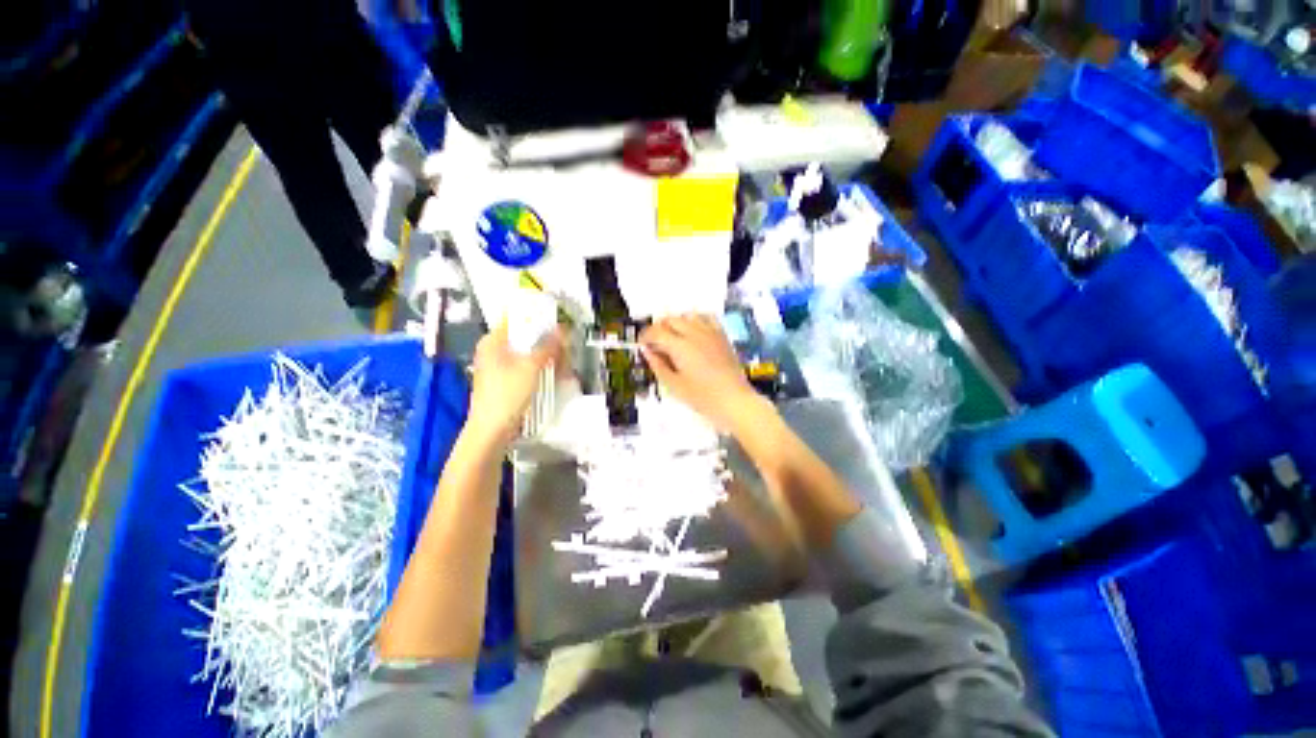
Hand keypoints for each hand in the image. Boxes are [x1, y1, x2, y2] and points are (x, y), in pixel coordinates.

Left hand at [466, 321, 563, 444]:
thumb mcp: (531, 367)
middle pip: (524, 337)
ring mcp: (498, 366)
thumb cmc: (507, 394)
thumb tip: (561, 330)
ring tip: (562, 366)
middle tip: (564, 351)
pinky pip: (525, 366)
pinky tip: (553, 375)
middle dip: (546, 343)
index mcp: (493, 341)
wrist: (492, 430)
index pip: (516, 319)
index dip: (537, 319)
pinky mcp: (504, 380)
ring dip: (546, 357)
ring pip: (527, 353)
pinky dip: (539, 368)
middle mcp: (493, 350)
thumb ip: (547, 346)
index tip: (557, 324)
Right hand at [640, 314, 760, 432]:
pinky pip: (707, 318)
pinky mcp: (721, 336)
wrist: (734, 400)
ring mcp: (710, 332)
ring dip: (676, 322)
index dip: (645, 336)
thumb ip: (658, 365)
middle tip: (655, 343)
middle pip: (671, 319)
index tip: (642, 344)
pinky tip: (694, 331)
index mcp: (679, 346)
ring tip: (673, 337)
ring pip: (687, 315)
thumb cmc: (702, 397)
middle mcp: (694, 333)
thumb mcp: (674, 385)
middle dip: (659, 328)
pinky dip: (696, 320)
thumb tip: (646, 351)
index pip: (656, 331)